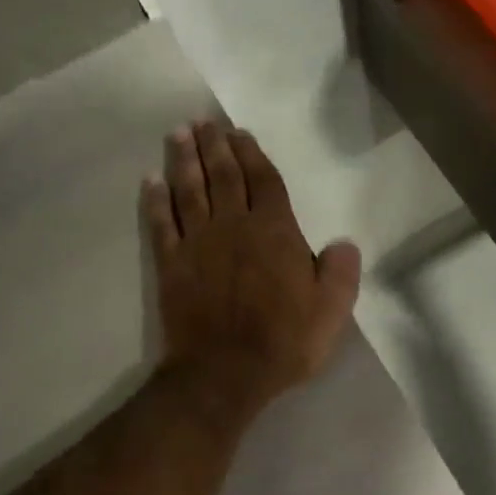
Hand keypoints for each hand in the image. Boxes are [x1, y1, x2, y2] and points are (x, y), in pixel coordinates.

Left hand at [141, 121, 361, 420]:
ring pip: (190, 190)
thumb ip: (340, 273)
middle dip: (214, 145)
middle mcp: (234, 226)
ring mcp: (198, 243)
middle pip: (223, 176)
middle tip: (203, 121)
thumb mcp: (330, 313)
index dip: (251, 154)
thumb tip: (344, 243)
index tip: (239, 133)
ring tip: (179, 134)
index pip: (263, 181)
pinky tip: (151, 180)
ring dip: (184, 159)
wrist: (224, 373)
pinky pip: (162, 223)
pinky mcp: (171, 264)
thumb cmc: (283, 342)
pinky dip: (156, 200)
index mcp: (274, 232)